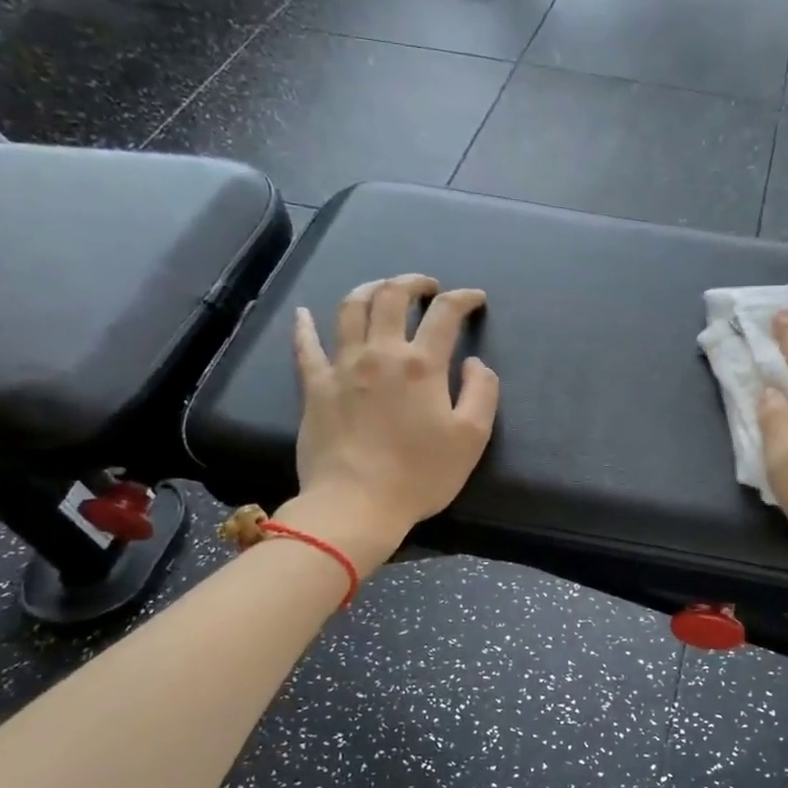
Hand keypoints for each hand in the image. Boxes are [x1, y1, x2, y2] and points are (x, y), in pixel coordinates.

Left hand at [285, 275, 498, 553]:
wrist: (356, 504)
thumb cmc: (421, 474)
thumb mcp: (471, 438)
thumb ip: (482, 392)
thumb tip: (474, 363)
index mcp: (421, 364)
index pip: (445, 314)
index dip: (463, 299)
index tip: (474, 299)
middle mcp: (380, 353)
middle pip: (391, 297)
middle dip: (412, 282)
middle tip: (427, 287)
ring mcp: (341, 366)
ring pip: (350, 309)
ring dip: (369, 289)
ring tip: (381, 289)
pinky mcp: (314, 386)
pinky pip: (305, 346)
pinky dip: (305, 326)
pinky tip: (305, 314)